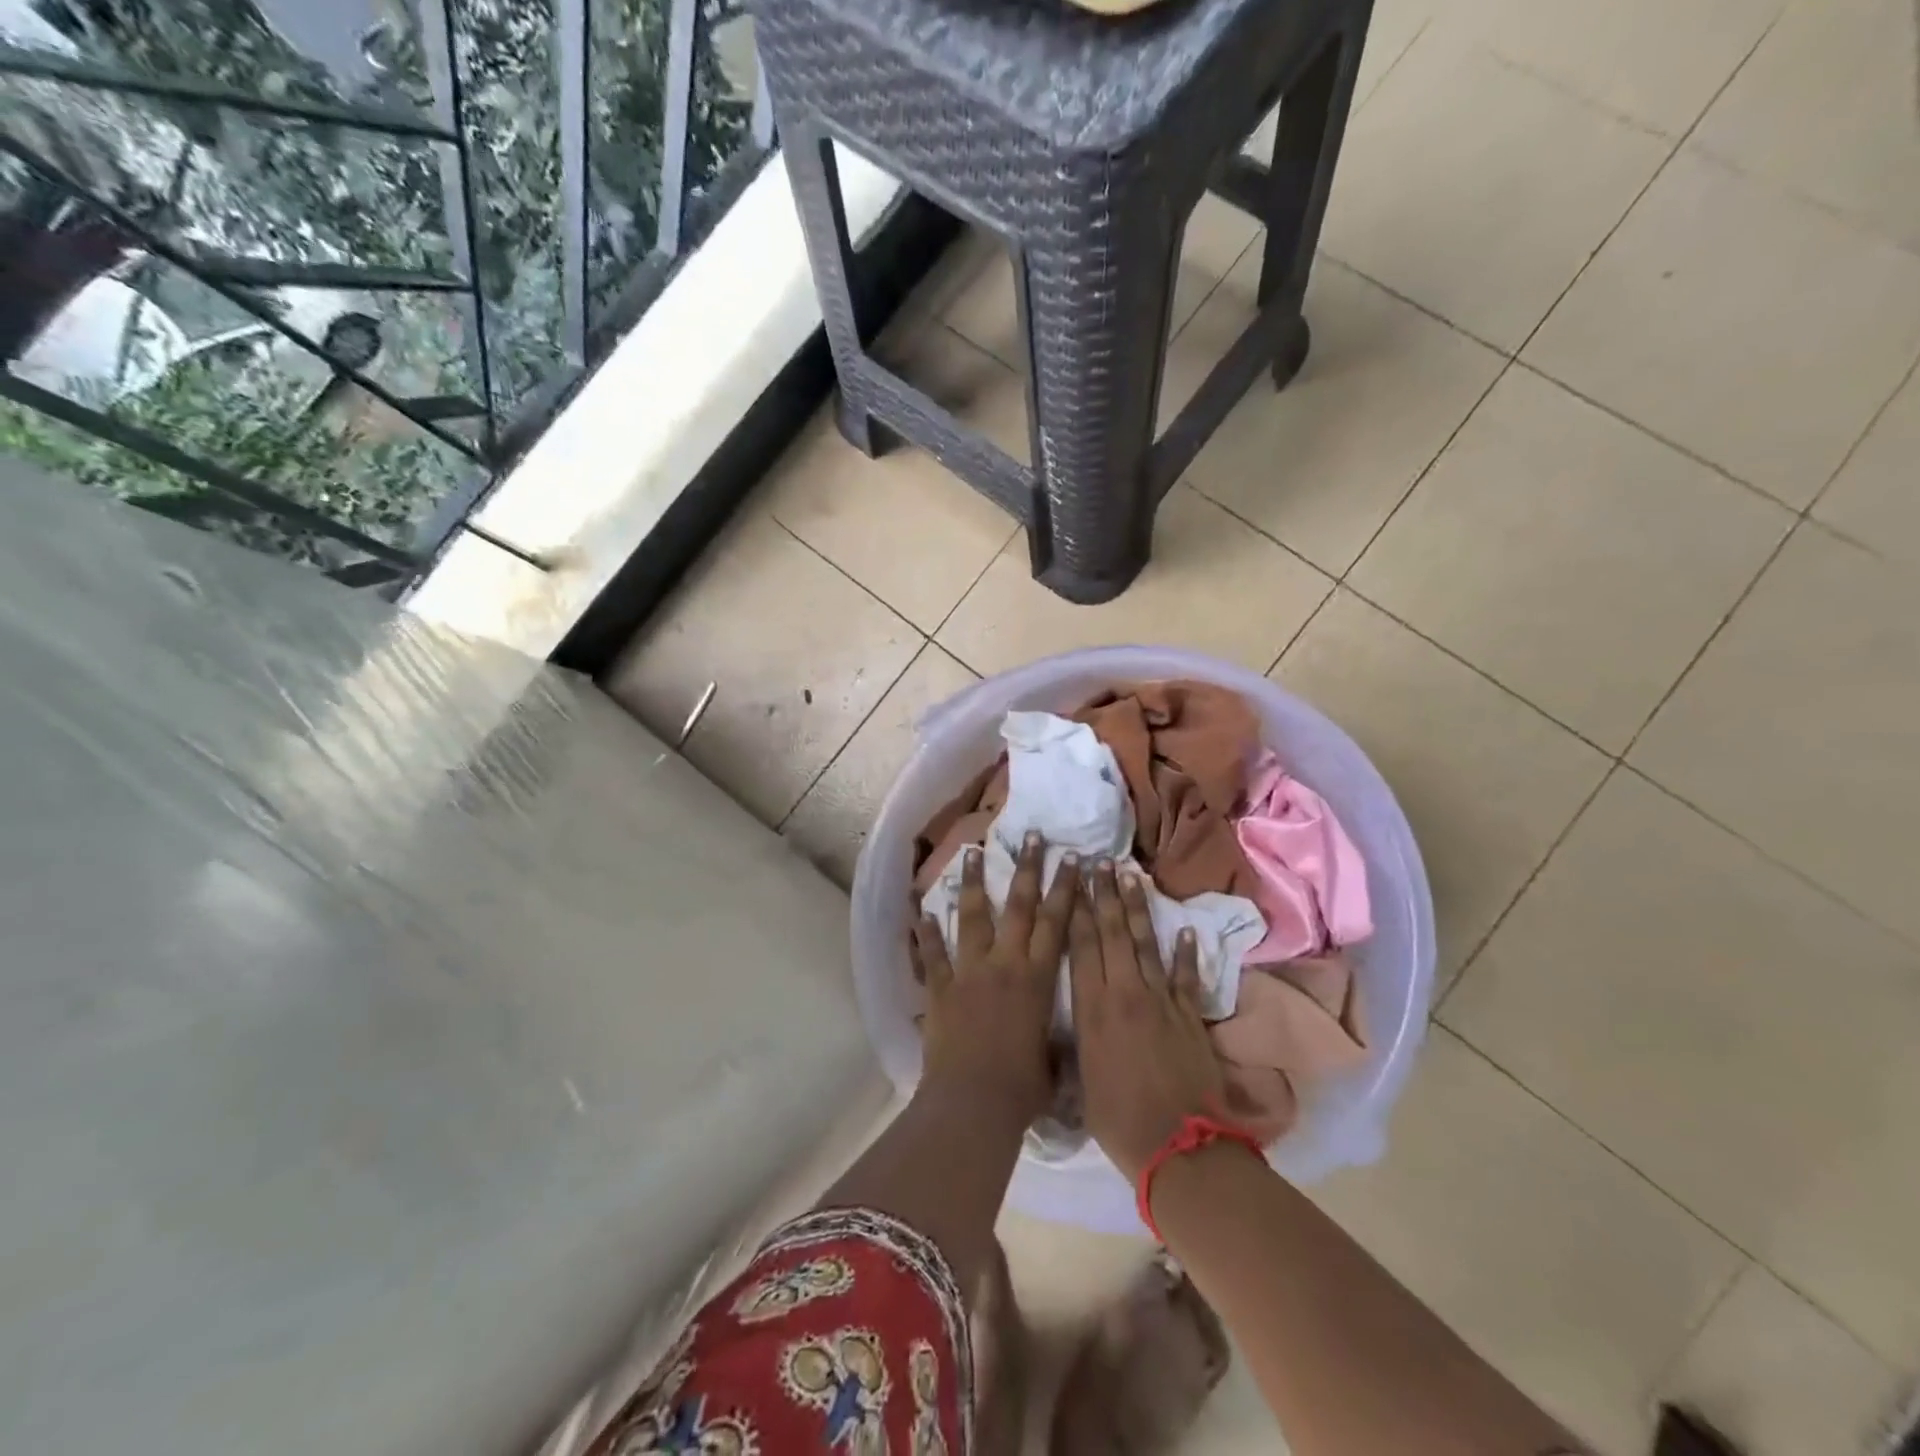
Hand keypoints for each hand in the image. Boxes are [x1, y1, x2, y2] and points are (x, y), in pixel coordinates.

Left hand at [911, 832, 1078, 1123]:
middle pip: (1019, 906)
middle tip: (1032, 835)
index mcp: (1037, 978)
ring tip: (972, 851)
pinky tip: (921, 910)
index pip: (1056, 922)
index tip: (1073, 858)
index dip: (1066, 888)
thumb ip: (1059, 1039)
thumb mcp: (1054, 1059)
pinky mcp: (940, 988)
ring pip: (972, 917)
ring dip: (972, 883)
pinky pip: (932, 955)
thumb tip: (1072, 1038)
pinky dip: (926, 933)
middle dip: (1027, 868)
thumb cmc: (1023, 1087)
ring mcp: (969, 972)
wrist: (974, 1103)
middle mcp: (1004, 964)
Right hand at [1069, 861, 1227, 1182]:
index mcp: (1093, 1009)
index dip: (1078, 909)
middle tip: (1100, 861)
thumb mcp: (1079, 1081)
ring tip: (1131, 876)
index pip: (1082, 946)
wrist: (1179, 1147)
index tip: (1074, 878)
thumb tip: (1062, 1028)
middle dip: (1105, 894)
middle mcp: (1125, 993)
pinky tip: (1187, 930)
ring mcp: (1161, 1001)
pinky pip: (1187, 977)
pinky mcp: (1190, 1016)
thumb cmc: (1118, 1120)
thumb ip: (1074, 1044)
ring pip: (1146, 944)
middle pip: (1113, 933)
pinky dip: (1187, 953)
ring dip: (1138, 908)